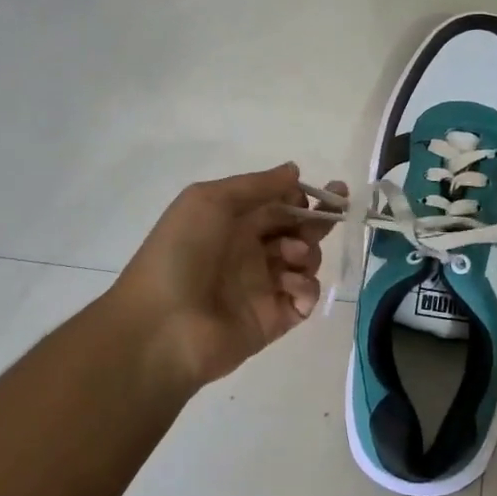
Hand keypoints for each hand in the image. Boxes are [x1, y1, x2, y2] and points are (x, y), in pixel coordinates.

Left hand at [105, 164, 344, 394]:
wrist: (161, 325)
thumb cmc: (182, 252)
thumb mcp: (210, 201)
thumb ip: (256, 185)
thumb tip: (294, 170)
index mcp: (233, 221)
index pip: (279, 203)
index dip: (302, 196)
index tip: (323, 192)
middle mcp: (251, 250)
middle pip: (298, 230)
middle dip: (318, 220)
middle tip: (335, 212)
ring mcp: (264, 285)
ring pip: (307, 261)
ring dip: (309, 251)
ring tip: (292, 254)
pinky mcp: (275, 318)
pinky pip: (305, 297)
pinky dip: (307, 287)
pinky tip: (290, 285)